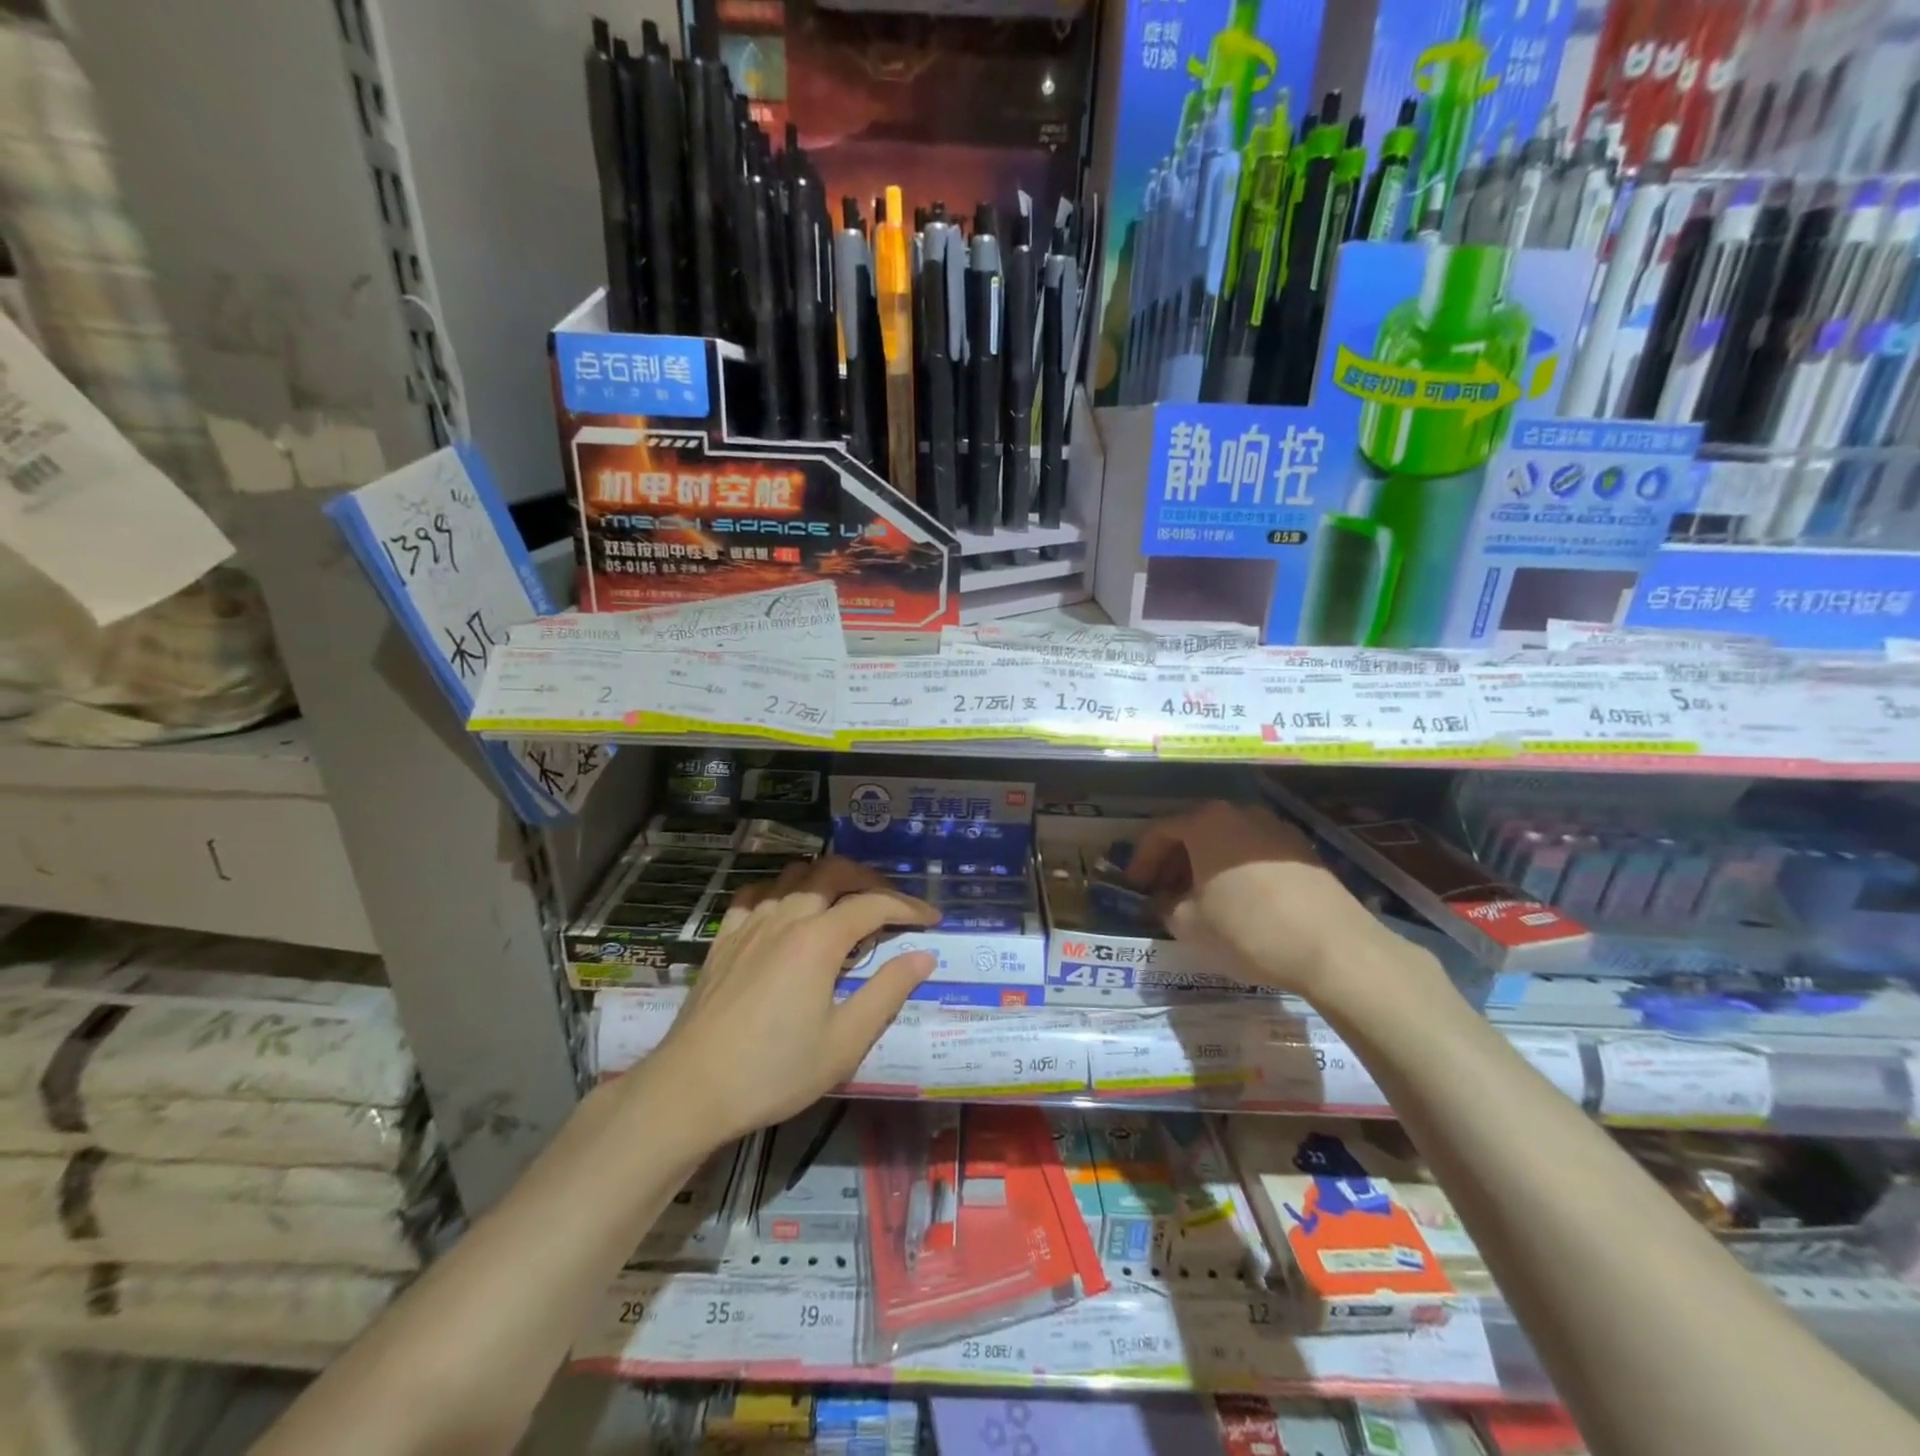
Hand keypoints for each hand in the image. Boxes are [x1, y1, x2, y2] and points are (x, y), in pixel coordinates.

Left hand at [643, 857, 939, 1146]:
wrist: (691, 1090)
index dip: (908, 907)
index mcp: (818, 939)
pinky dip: (781, 890)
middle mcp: (785, 917)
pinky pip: (756, 894)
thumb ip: (887, 992)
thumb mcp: (845, 1042)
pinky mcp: (723, 938)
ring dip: (826, 878)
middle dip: (870, 879)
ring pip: (793, 875)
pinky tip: (786, 910)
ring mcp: (750, 924)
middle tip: (892, 903)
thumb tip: (923, 956)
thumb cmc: (774, 1071)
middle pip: (833, 872)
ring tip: (845, 902)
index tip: (933, 919)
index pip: (873, 905)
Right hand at [1127, 800, 1421, 1005]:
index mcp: (1205, 822)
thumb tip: (1163, 900)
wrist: (1334, 949)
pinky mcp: (1303, 850)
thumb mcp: (1188, 924)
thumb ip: (1164, 906)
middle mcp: (1239, 813)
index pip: (1158, 832)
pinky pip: (1253, 853)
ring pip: (1225, 841)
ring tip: (1198, 898)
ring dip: (1204, 865)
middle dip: (1173, 861)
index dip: (1141, 860)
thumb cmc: (1247, 929)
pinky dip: (1236, 870)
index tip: (1134, 886)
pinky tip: (1237, 901)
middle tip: (1162, 892)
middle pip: (1193, 831)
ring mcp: (1275, 828)